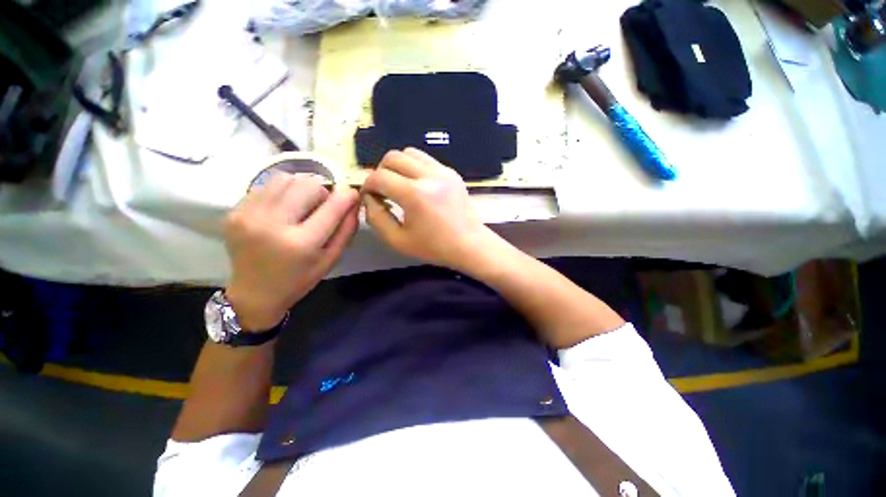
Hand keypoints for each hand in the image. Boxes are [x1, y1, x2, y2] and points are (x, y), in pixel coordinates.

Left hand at [224, 173, 358, 330]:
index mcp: (301, 243)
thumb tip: (353, 201)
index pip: (332, 207)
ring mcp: (248, 215)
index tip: (352, 194)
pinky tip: (283, 209)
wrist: (253, 293)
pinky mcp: (234, 211)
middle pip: (307, 184)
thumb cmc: (299, 279)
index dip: (347, 195)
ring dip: (301, 188)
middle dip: (322, 192)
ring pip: (285, 179)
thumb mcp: (331, 259)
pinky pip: (266, 186)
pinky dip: (282, 192)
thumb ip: (346, 229)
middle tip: (322, 206)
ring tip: (302, 205)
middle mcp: (272, 224)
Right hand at [361, 148, 496, 271]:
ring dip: (398, 166)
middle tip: (383, 190)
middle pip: (392, 157)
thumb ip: (376, 218)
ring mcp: (443, 171)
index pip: (379, 177)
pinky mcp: (451, 172)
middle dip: (381, 172)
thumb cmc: (434, 247)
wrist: (469, 244)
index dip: (368, 185)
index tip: (369, 197)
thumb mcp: (398, 240)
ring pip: (409, 152)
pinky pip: (425, 159)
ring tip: (399, 185)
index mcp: (414, 194)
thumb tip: (368, 198)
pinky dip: (414, 167)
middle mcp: (428, 175)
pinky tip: (417, 185)